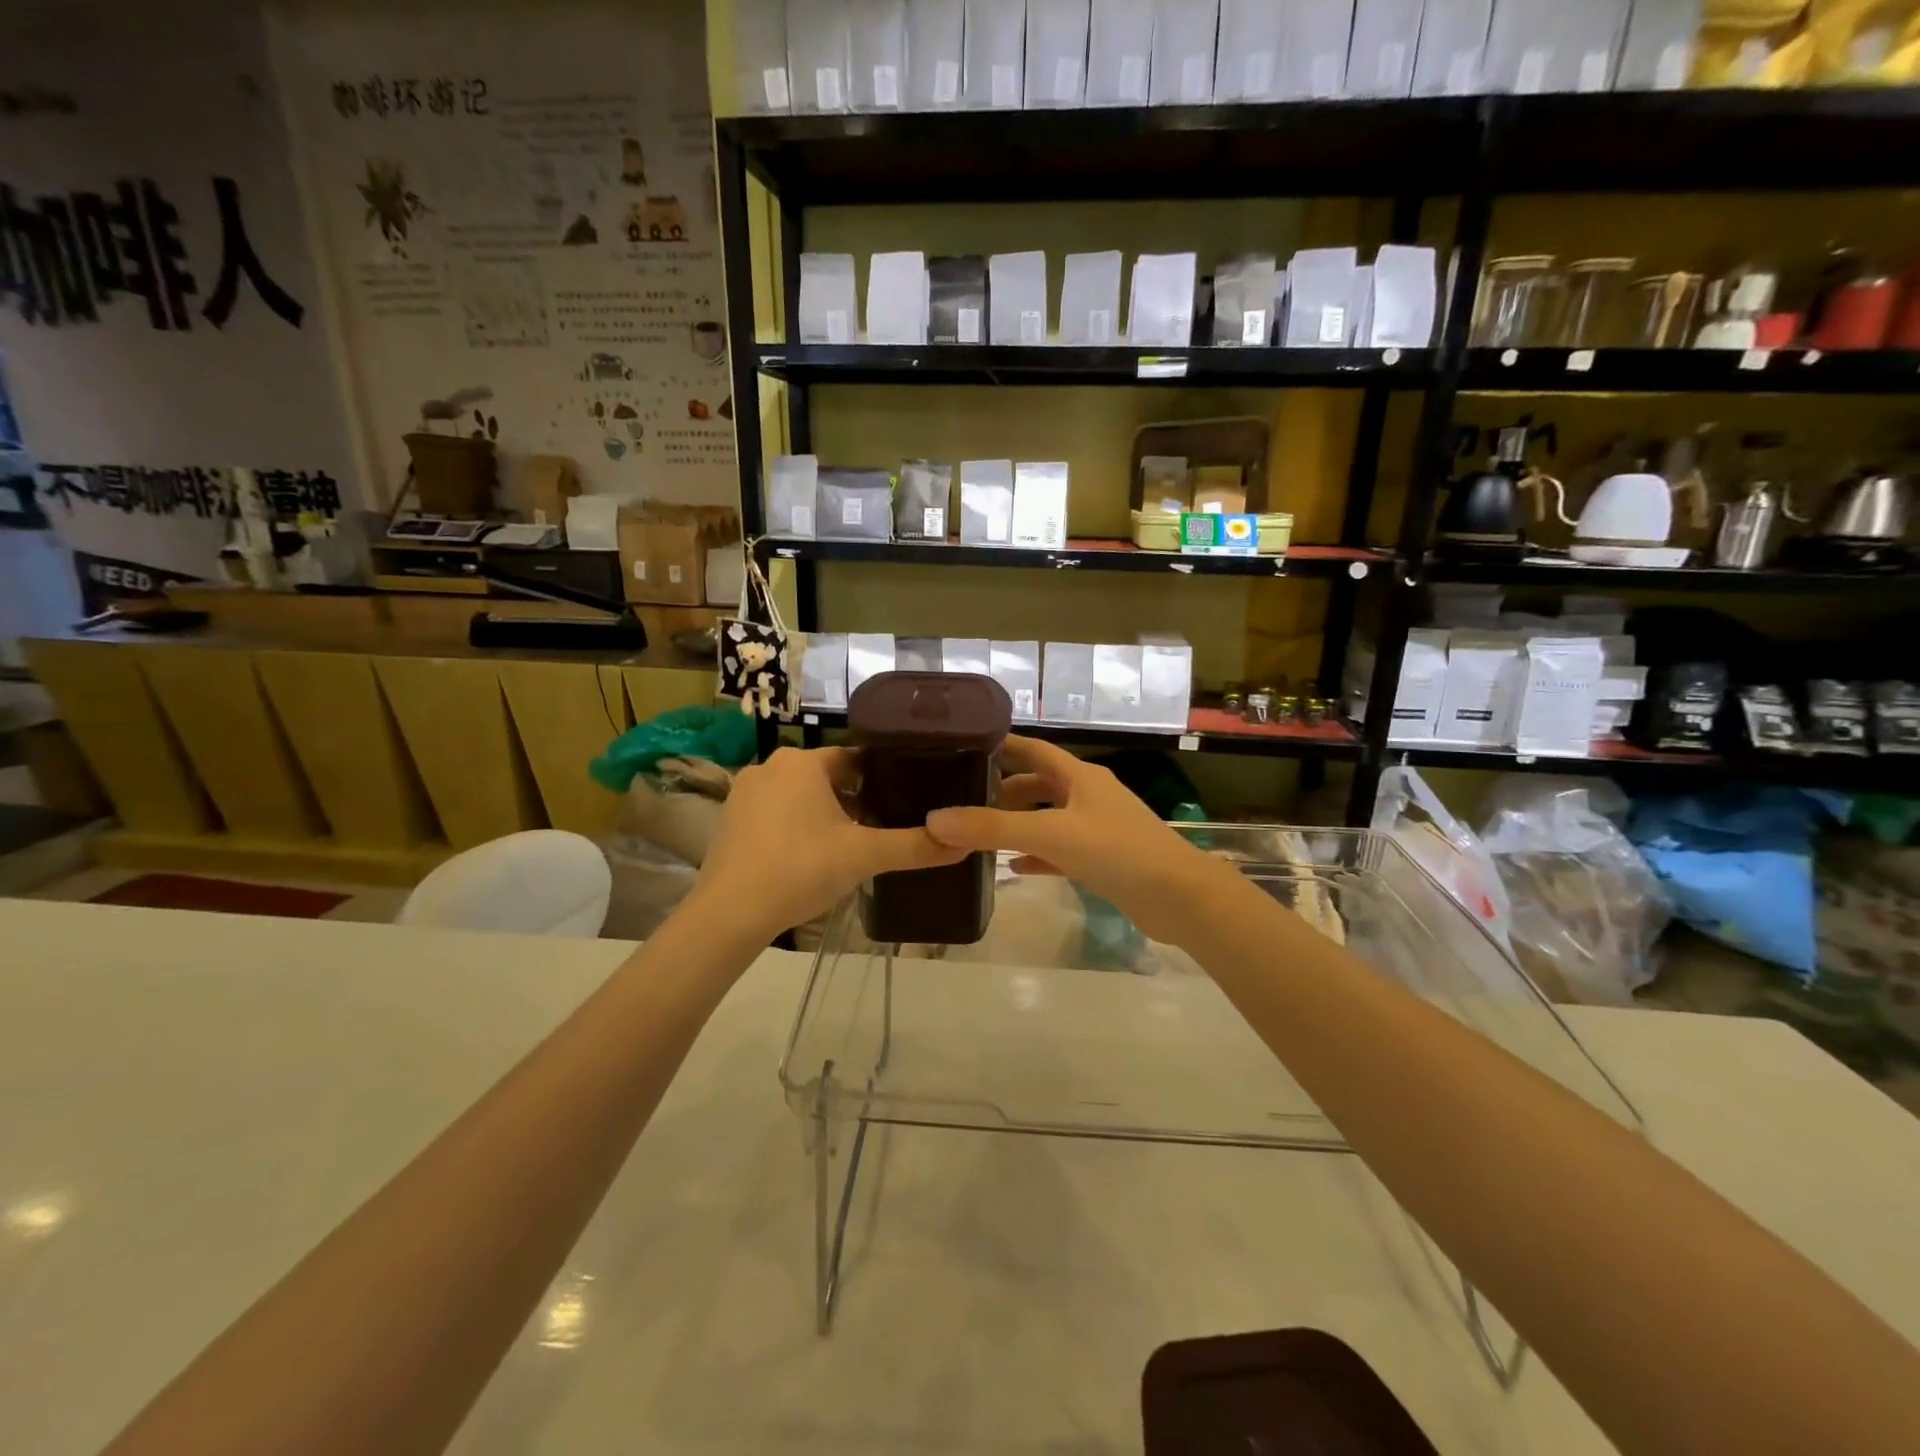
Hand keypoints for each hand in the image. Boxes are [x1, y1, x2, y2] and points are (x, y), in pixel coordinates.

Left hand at [693, 746, 964, 941]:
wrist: (730, 914)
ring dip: (826, 813)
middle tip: (882, 828)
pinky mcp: (731, 819)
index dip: (883, 778)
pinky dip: (798, 826)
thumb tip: (965, 844)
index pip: (856, 758)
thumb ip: (915, 846)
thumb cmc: (800, 870)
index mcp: (803, 762)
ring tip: (852, 845)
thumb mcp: (865, 857)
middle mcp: (771, 766)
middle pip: (828, 776)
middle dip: (856, 799)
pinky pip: (777, 812)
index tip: (905, 799)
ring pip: (801, 794)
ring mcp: (746, 792)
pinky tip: (811, 857)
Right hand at [926, 735, 1222, 944]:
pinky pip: (1061, 851)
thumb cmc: (1117, 852)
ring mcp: (1098, 828)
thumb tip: (935, 820)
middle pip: (1038, 785)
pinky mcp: (1104, 859)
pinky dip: (1037, 855)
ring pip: (1048, 819)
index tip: (965, 747)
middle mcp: (1089, 795)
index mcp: (1080, 776)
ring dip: (1018, 824)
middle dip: (1003, 791)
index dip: (1002, 746)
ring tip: (979, 834)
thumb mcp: (1050, 835)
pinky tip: (1014, 868)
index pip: (1033, 750)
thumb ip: (993, 829)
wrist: (1179, 897)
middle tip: (963, 800)